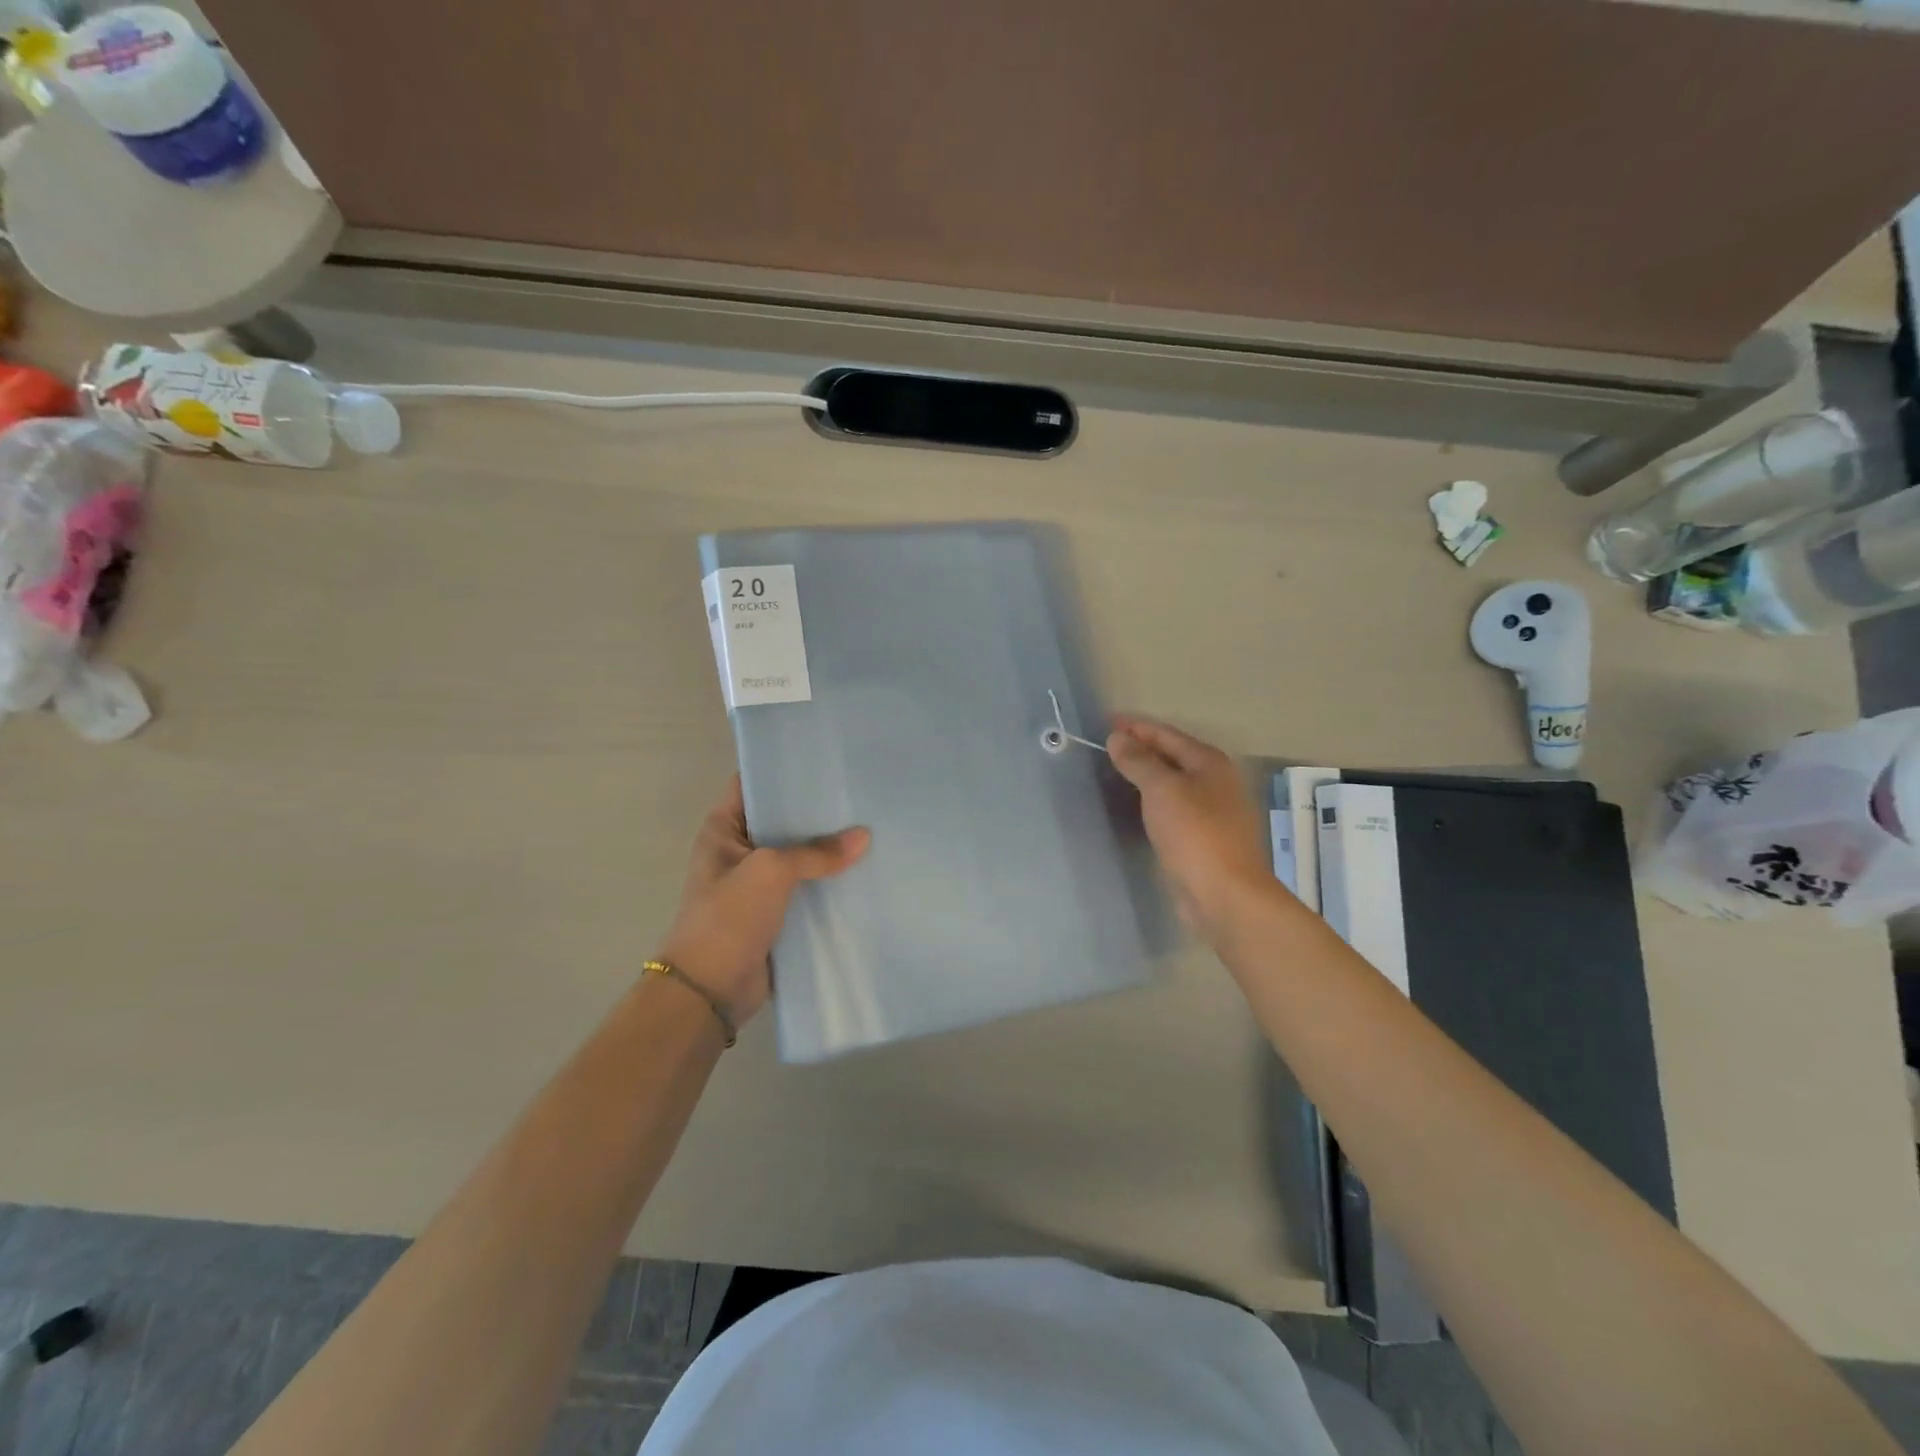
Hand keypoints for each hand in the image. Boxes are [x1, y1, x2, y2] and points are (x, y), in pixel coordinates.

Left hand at [656, 777, 869, 1022]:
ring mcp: (758, 882)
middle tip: (860, 792)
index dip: (783, 769)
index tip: (824, 759)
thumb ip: (817, 852)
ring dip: (828, 848)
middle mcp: (740, 849)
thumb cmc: (728, 917)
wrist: (710, 990)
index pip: (752, 783)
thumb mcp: (771, 871)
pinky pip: (807, 887)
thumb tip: (864, 837)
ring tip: (872, 826)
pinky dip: (830, 881)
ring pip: (799, 855)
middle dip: (817, 810)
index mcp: (724, 829)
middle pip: (782, 819)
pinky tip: (864, 869)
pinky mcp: (776, 911)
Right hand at [1107, 714, 1271, 944]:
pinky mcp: (1204, 838)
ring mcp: (1213, 811)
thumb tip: (1118, 738)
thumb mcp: (1162, 789)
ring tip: (1115, 772)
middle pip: (1172, 756)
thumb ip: (1139, 761)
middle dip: (1141, 748)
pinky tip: (1136, 806)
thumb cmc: (1194, 833)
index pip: (1167, 734)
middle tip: (1106, 746)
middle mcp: (1216, 782)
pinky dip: (1153, 800)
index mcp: (1209, 762)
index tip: (1106, 722)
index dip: (1136, 726)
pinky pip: (1173, 808)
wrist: (1224, 894)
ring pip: (1173, 783)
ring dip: (1147, 775)